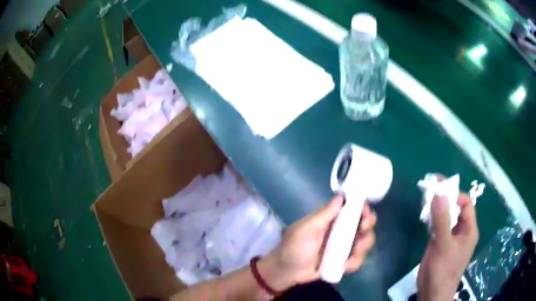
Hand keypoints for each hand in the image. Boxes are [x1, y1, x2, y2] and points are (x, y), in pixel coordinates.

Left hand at [258, 195, 376, 290]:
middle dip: (368, 227)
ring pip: (365, 242)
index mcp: (332, 219)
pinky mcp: (344, 261)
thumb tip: (341, 196)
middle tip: (362, 232)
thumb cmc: (294, 247)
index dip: (363, 208)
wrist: (287, 272)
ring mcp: (344, 247)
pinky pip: (358, 259)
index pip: (353, 208)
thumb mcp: (307, 229)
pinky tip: (344, 266)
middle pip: (365, 224)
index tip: (365, 214)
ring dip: (363, 247)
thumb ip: (324, 214)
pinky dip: (355, 262)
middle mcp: (341, 231)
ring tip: (352, 253)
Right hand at [417, 193, 478, 300]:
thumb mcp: (443, 245)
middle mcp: (462, 231)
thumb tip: (438, 193)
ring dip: (437, 208)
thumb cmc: (442, 270)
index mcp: (469, 229)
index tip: (439, 188)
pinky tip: (424, 216)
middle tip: (430, 189)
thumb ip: (442, 220)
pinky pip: (439, 226)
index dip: (455, 194)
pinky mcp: (440, 243)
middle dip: (445, 199)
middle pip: (456, 209)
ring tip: (425, 199)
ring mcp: (451, 238)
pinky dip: (432, 219)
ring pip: (446, 217)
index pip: (466, 204)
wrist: (432, 293)